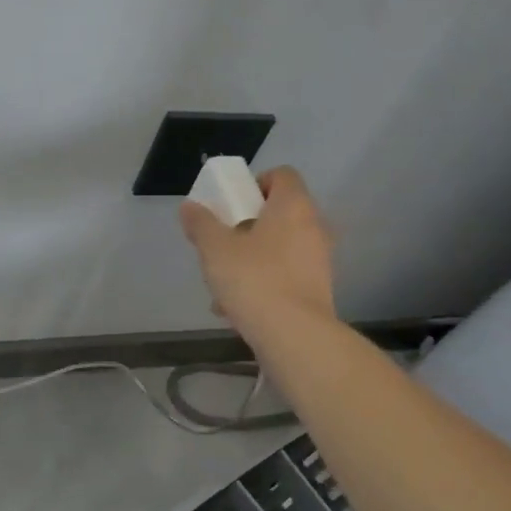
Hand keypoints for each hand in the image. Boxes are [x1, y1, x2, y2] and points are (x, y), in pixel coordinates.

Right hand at [179, 167, 335, 336]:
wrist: (294, 336)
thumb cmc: (254, 280)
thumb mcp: (215, 249)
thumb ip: (201, 223)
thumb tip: (190, 207)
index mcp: (293, 205)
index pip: (281, 175)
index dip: (255, 184)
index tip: (231, 205)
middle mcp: (314, 226)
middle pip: (279, 213)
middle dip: (247, 226)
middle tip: (222, 243)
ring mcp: (320, 259)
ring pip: (280, 247)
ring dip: (252, 258)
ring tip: (222, 284)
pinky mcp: (319, 289)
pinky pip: (286, 274)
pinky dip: (264, 282)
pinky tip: (236, 308)